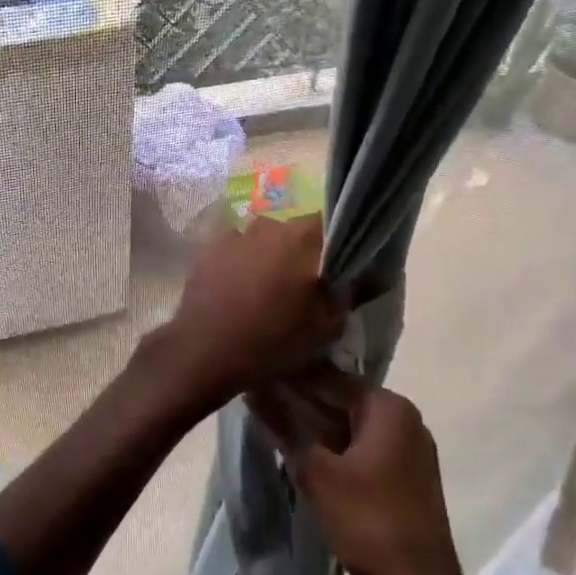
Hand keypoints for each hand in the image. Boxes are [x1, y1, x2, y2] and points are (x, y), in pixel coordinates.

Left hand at [154, 214, 347, 407]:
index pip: (331, 223)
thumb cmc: (273, 339)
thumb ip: (351, 293)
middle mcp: (268, 225)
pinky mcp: (208, 250)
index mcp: (302, 237)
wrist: (205, 351)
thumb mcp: (325, 326)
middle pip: (295, 232)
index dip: (338, 243)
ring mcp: (234, 235)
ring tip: (268, 291)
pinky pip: (236, 251)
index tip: (340, 267)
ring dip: (270, 258)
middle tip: (304, 285)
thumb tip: (370, 273)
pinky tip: (239, 291)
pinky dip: (242, 264)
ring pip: (264, 241)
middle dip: (303, 253)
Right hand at [249, 367, 463, 574]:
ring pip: (348, 423)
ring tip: (267, 417)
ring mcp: (407, 447)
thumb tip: (252, 391)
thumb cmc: (367, 521)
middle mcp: (403, 417)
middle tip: (253, 394)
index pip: (328, 376)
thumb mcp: (316, 472)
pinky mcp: (404, 474)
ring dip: (312, 423)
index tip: (252, 372)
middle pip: (340, 398)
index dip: (287, 375)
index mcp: (387, 406)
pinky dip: (331, 444)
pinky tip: (299, 447)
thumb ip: (283, 426)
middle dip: (298, 399)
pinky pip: (360, 445)